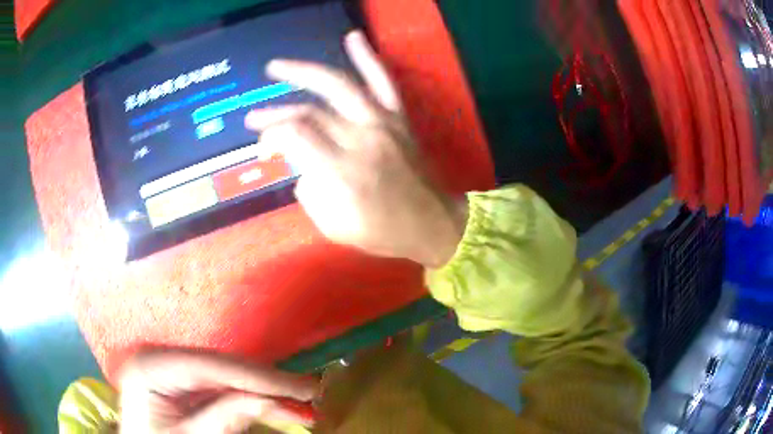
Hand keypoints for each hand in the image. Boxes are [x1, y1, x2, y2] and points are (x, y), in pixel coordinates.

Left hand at [118, 349, 318, 432]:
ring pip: (226, 374)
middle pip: (222, 366)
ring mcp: (170, 366)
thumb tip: (268, 400)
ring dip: (263, 390)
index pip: (212, 366)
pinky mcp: (181, 380)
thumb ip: (224, 418)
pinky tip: (273, 403)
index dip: (260, 377)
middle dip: (267, 383)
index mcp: (150, 366)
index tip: (304, 388)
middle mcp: (161, 356)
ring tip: (300, 403)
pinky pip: (220, 385)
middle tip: (311, 395)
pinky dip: (248, 395)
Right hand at [245, 30, 466, 267]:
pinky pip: (382, 81)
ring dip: (304, 72)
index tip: (264, 151)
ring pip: (339, 85)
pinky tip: (353, 37)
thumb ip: (310, 193)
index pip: (295, 135)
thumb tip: (301, 167)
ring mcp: (382, 123)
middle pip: (309, 112)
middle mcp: (361, 138)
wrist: (434, 223)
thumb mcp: (335, 227)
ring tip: (277, 66)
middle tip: (252, 117)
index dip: (271, 137)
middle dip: (275, 113)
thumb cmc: (385, 233)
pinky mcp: (398, 118)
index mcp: (343, 171)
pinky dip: (368, 57)